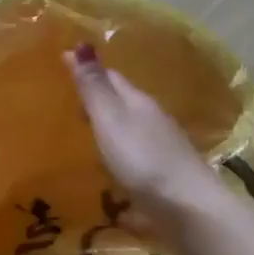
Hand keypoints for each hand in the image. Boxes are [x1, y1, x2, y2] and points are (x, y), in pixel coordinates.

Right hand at [63, 43, 230, 248]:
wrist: (190, 211)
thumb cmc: (143, 160)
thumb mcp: (111, 120)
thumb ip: (94, 87)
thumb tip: (80, 43)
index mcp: (139, 103)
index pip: (112, 78)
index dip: (89, 71)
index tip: (63, 66)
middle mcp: (153, 122)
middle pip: (123, 105)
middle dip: (99, 102)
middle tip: (67, 104)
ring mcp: (163, 152)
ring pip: (131, 134)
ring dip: (110, 133)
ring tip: (84, 140)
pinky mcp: (166, 182)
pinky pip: (137, 165)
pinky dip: (121, 164)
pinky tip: (111, 178)